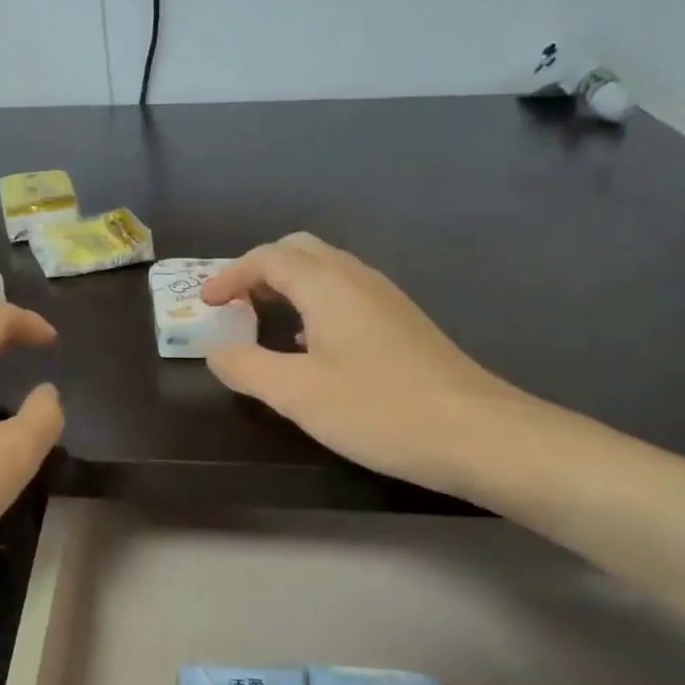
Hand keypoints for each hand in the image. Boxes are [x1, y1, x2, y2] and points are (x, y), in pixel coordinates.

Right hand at [201, 232, 529, 494]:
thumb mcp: (297, 394)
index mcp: (326, 285)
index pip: (268, 258)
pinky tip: (310, 344)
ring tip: (263, 319)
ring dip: (288, 285)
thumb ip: (246, 367)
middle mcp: (357, 278)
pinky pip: (345, 293)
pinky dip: (314, 303)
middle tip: (234, 303)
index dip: (230, 275)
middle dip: (259, 270)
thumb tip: (216, 351)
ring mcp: (385, 298)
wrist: (478, 433)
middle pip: (299, 251)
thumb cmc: (378, 409)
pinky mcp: (402, 322)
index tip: (206, 302)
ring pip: (326, 270)